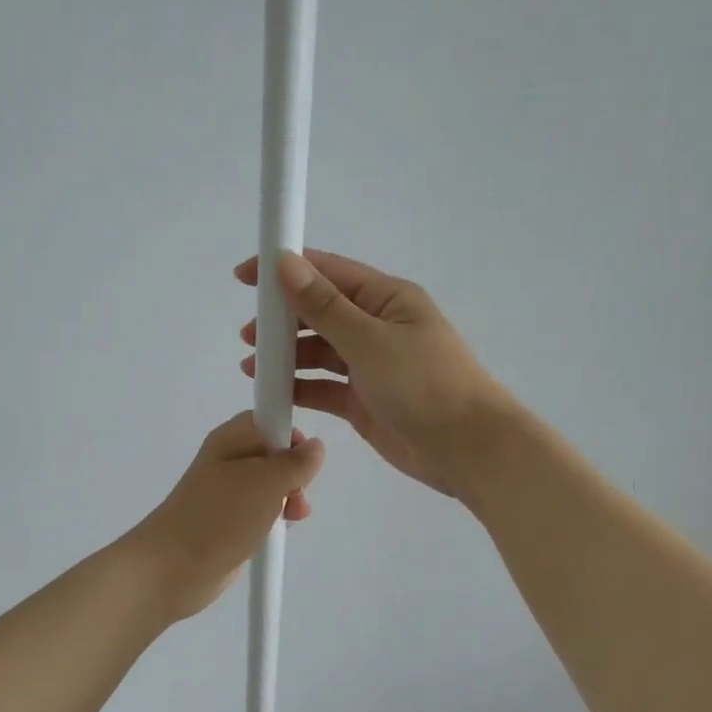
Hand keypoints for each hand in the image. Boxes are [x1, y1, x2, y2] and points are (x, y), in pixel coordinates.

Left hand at [128, 412, 325, 620]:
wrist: (174, 567)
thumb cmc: (222, 515)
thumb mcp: (268, 481)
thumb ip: (296, 462)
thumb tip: (315, 447)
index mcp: (231, 439)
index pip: (267, 420)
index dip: (290, 434)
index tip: (305, 460)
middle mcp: (227, 460)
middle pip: (272, 454)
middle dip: (294, 473)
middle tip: (297, 494)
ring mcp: (226, 493)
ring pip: (269, 486)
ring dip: (287, 499)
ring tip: (294, 517)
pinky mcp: (227, 522)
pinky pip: (259, 511)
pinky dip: (272, 519)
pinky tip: (277, 532)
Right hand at [236, 249, 515, 497]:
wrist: (467, 449)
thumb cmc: (423, 384)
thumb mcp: (369, 340)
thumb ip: (323, 306)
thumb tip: (285, 262)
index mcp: (387, 299)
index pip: (329, 273)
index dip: (286, 270)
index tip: (244, 276)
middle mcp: (377, 327)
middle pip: (321, 313)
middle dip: (283, 320)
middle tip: (248, 335)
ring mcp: (370, 366)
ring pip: (319, 351)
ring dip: (287, 356)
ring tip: (252, 366)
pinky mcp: (363, 401)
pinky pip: (324, 387)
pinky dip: (300, 387)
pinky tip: (274, 392)